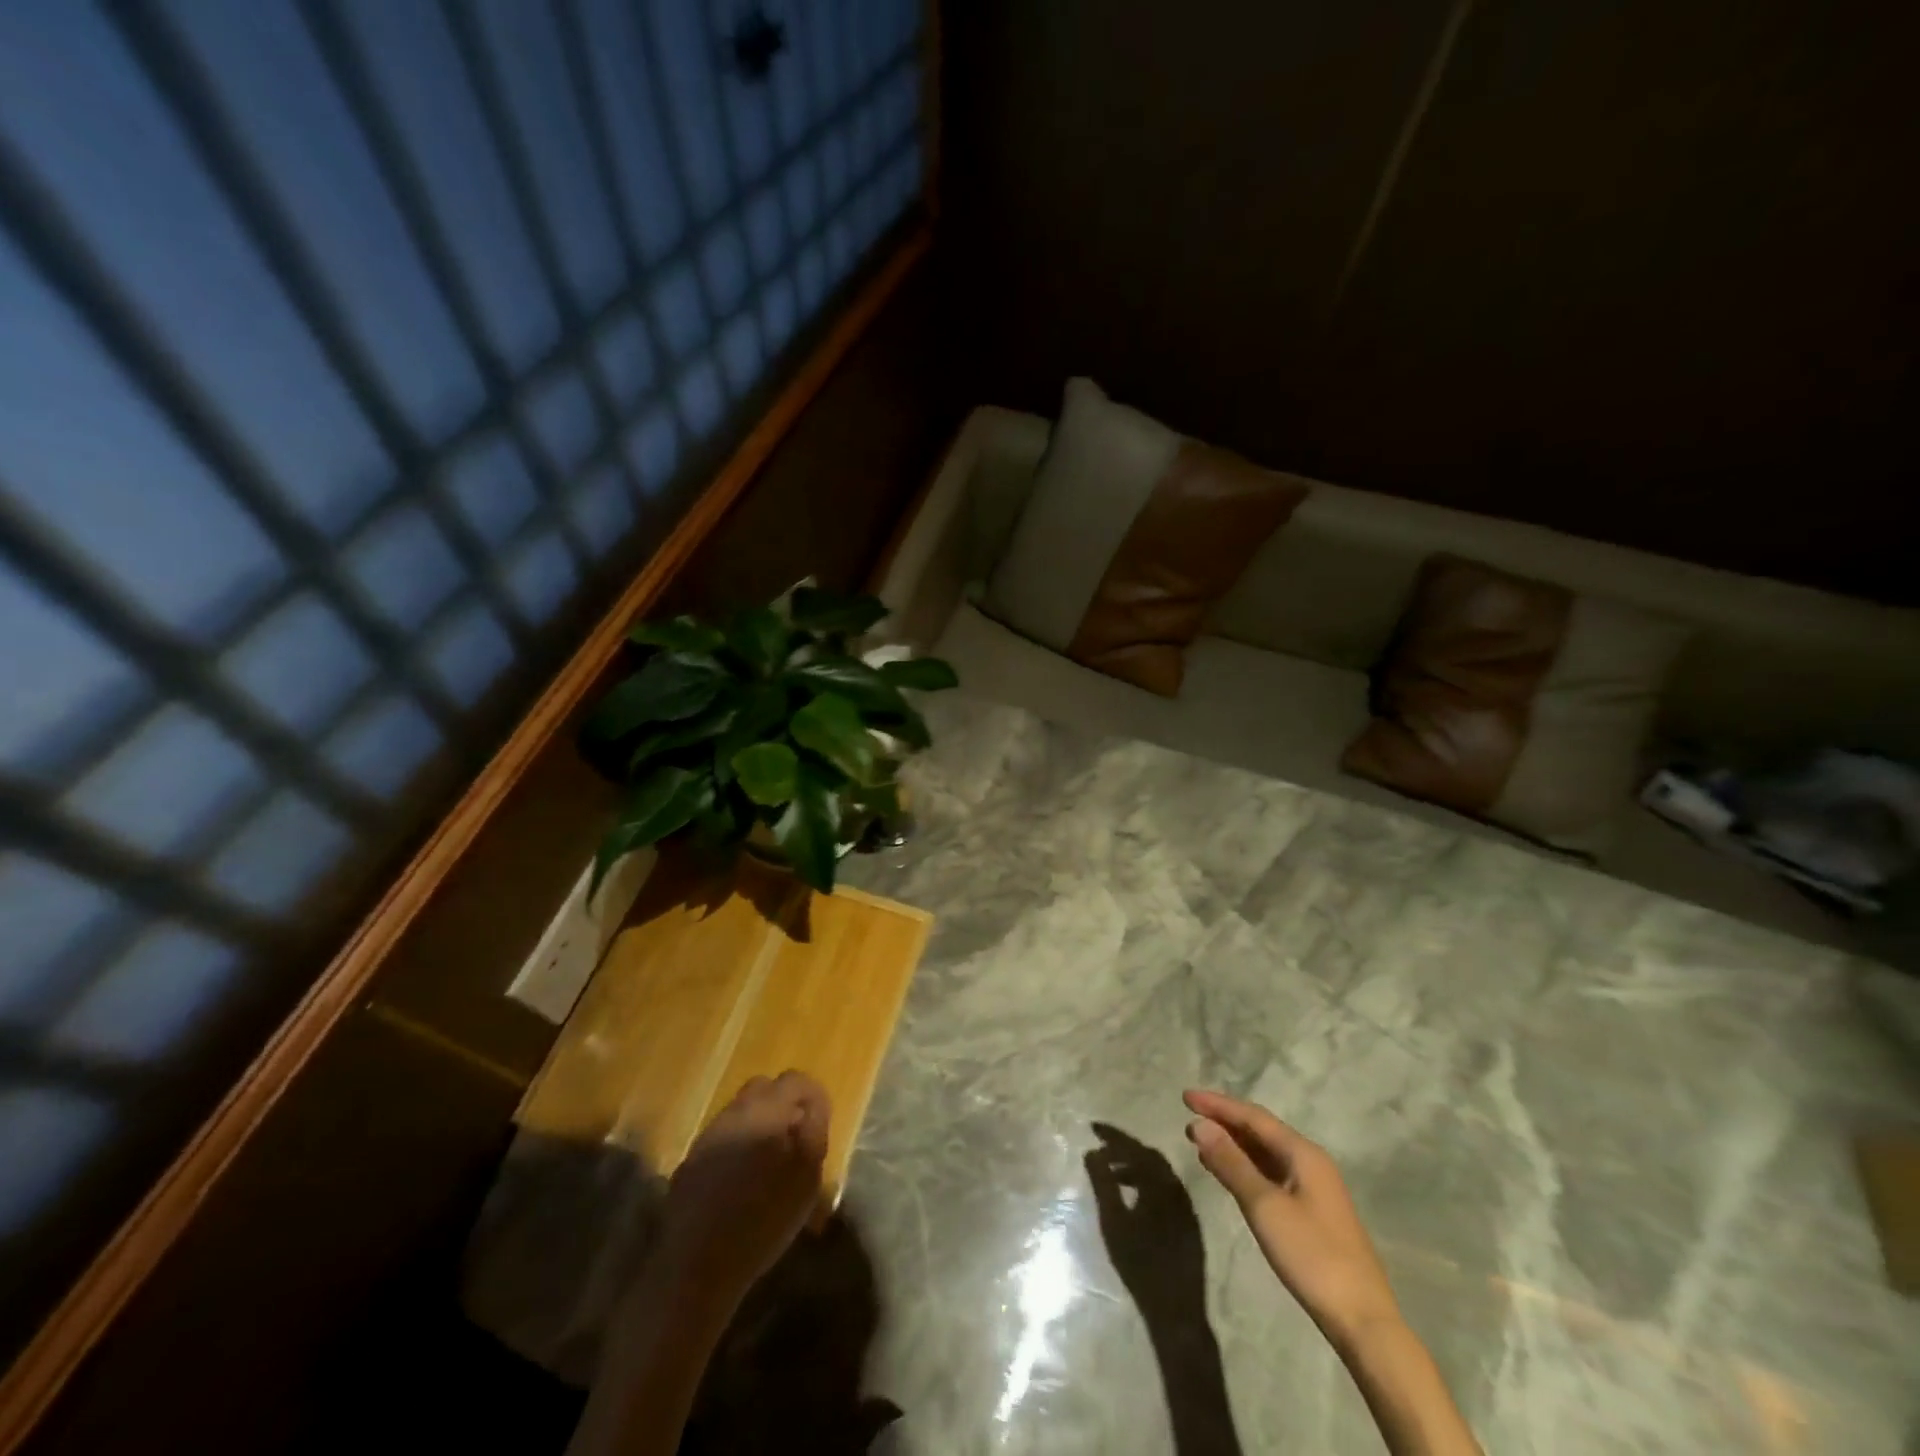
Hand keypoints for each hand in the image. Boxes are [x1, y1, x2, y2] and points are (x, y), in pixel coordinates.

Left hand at [657, 1071, 830, 1308]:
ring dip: (758, 1123)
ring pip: (741, 1111)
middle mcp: (735, 1112)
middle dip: (783, 1103)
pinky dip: (737, 1145)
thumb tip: (811, 1108)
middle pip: (764, 1087)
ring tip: (769, 1160)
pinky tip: (742, 1178)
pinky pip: (723, 1137)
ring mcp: (709, 1135)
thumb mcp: (807, 1178)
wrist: (698, 1265)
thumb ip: (813, 1131)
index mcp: (767, 1111)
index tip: (820, 1123)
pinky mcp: (691, 1159)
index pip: (795, 1080)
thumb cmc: (765, 1221)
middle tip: (796, 1136)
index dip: (812, 1096)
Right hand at [1085, 1122, 1207, 1325]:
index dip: (1113, 1136)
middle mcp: (1178, 1189)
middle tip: (1100, 1149)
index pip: (1136, 1148)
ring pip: (1158, 1174)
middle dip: (1124, 1150)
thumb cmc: (1141, 1265)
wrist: (1176, 1312)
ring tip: (1111, 1174)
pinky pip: (1165, 1190)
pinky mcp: (1188, 1224)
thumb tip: (1091, 1152)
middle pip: (1149, 1158)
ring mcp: (1186, 1207)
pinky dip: (1146, 1184)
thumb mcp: (1114, 1222)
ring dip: (1134, 1168)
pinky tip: (1133, 1195)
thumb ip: (1103, 1184)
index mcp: (1162, 1185)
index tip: (1093, 1128)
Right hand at [1183, 1089, 1399, 1350]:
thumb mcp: (1264, 1206)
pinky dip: (1246, 1166)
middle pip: (1261, 1131)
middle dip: (1224, 1122)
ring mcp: (1313, 1188)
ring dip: (1233, 1144)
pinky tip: (1228, 1173)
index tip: (1185, 1097)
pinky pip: (1271, 1173)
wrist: (1362, 1319)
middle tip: (1189, 1119)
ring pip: (1266, 1153)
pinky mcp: (1311, 1212)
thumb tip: (1199, 1125)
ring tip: (1201, 1142)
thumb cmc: (1311, 1255)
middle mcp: (1310, 1162)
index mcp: (1303, 1153)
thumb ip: (1231, 1163)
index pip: (1253, 1116)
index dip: (1218, 1104)